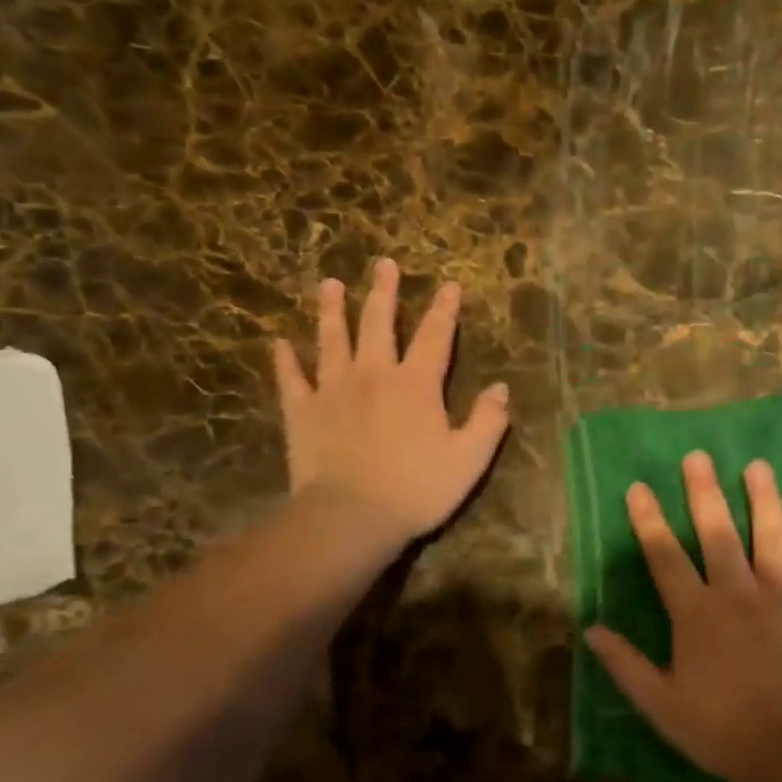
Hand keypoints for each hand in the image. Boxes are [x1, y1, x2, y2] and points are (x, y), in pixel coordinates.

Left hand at [271, 260, 509, 544]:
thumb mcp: (469, 459)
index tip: (449, 284)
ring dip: (332, 310)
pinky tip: (279, 343)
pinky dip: (286, 360)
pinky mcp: (302, 412)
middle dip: (384, 292)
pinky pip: (291, 379)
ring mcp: (333, 390)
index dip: (445, 309)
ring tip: (329, 284)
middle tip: (383, 264)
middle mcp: (374, 375)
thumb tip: (502, 388)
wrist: (352, 517)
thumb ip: (488, 421)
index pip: (436, 336)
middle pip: (379, 323)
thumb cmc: (418, 489)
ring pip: (332, 339)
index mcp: (416, 385)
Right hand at [584, 451, 781, 781]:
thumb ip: (626, 665)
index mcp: (697, 613)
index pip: (665, 556)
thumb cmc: (723, 729)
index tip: (639, 486)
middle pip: (718, 531)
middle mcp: (738, 591)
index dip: (649, 520)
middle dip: (704, 492)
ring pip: (770, 534)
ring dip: (762, 498)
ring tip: (758, 466)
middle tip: (699, 456)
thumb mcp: (662, 705)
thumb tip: (591, 630)